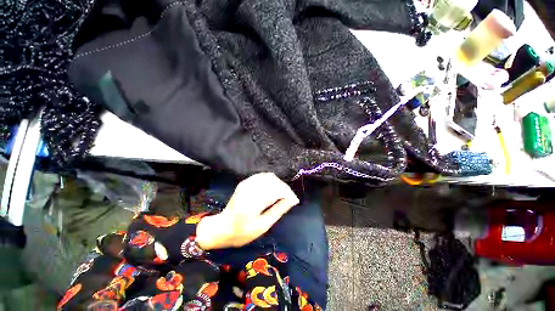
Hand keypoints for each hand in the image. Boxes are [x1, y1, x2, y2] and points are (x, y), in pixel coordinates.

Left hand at [196, 173, 298, 249]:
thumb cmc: (242, 232)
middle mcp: (249, 189)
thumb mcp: (262, 226)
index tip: (294, 201)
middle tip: (289, 199)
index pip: (276, 190)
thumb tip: (292, 200)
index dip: (288, 193)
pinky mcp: (245, 182)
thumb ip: (278, 211)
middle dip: (285, 188)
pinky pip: (262, 176)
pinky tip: (272, 190)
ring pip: (269, 176)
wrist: (222, 227)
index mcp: (252, 202)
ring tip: (282, 195)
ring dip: (278, 184)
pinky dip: (271, 181)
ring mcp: (246, 183)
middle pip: (274, 181)